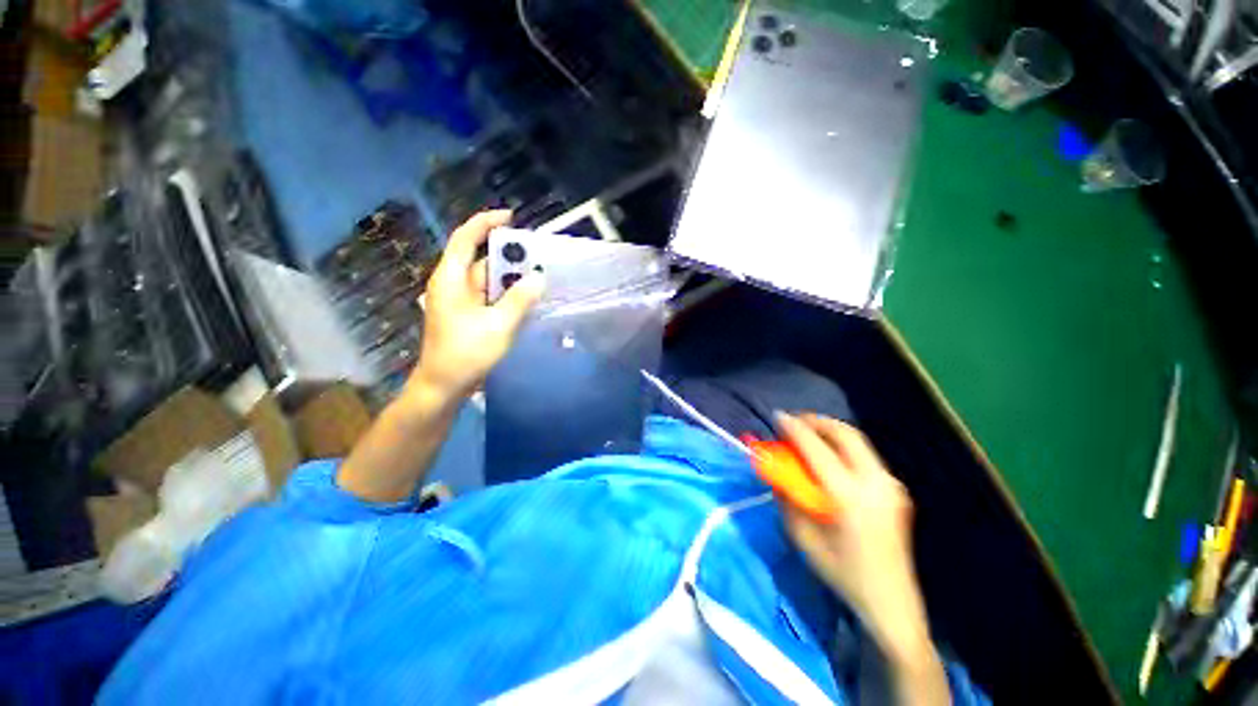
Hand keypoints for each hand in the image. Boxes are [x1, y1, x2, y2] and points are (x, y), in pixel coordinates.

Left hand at [412, 210, 544, 399]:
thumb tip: (540, 277)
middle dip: (508, 255)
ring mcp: (459, 301)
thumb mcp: (498, 325)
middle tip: (538, 256)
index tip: (511, 217)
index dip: (486, 223)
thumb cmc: (466, 353)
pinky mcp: (466, 315)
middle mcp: (452, 284)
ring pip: (487, 279)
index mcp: (450, 279)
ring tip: (538, 276)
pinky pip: (488, 295)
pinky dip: (506, 294)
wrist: (443, 386)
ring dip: (510, 277)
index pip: (465, 239)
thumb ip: (520, 300)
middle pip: (480, 259)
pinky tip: (525, 299)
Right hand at [775, 413, 932, 665]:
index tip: (777, 416)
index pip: (818, 450)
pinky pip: (865, 456)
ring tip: (808, 434)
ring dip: (830, 431)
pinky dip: (843, 446)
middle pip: (846, 434)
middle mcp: (876, 484)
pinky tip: (829, 456)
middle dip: (816, 421)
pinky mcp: (896, 490)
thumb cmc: (843, 573)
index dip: (795, 429)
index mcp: (851, 497)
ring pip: (858, 441)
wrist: (891, 602)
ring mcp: (891, 485)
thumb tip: (776, 471)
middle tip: (795, 422)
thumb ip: (787, 499)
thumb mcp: (803, 538)